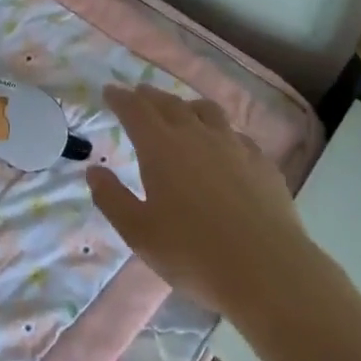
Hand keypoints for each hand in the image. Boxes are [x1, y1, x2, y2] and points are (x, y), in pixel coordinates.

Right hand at [88, 84, 313, 319]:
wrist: (266, 269)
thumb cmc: (192, 253)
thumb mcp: (138, 232)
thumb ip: (112, 198)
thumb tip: (94, 170)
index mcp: (161, 147)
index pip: (135, 110)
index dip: (120, 98)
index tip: (110, 91)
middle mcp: (196, 134)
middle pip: (169, 104)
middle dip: (150, 97)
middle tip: (139, 94)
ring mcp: (233, 144)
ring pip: (206, 111)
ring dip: (187, 106)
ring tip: (181, 111)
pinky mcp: (261, 161)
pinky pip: (235, 134)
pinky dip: (220, 131)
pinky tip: (223, 145)